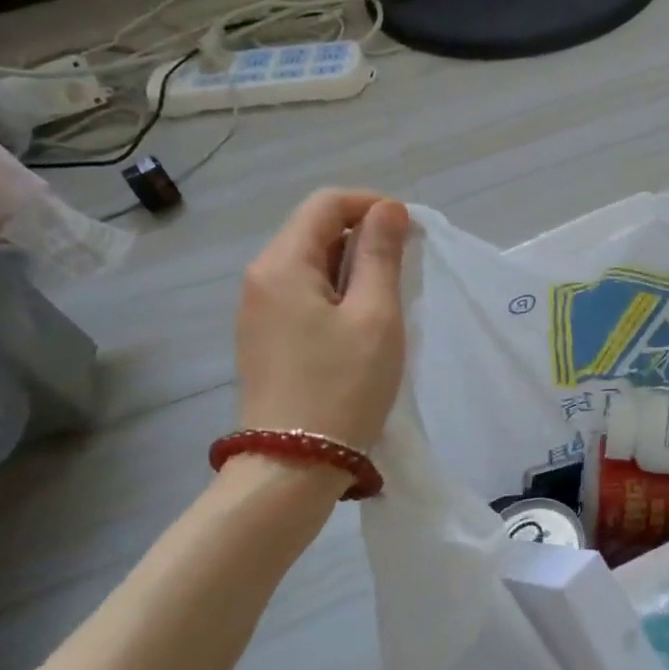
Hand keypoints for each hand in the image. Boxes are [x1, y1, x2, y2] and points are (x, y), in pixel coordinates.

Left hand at [235, 189, 409, 452]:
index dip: (371, 205)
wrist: (293, 465)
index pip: (325, 204)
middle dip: (364, 236)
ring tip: (391, 297)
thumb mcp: (375, 316)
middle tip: (407, 267)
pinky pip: (304, 294)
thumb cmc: (343, 385)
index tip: (410, 230)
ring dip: (354, 267)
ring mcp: (258, 311)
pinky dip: (338, 293)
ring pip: (311, 264)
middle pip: (314, 230)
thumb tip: (389, 209)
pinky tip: (362, 323)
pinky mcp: (265, 338)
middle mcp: (260, 279)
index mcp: (282, 265)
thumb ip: (381, 255)